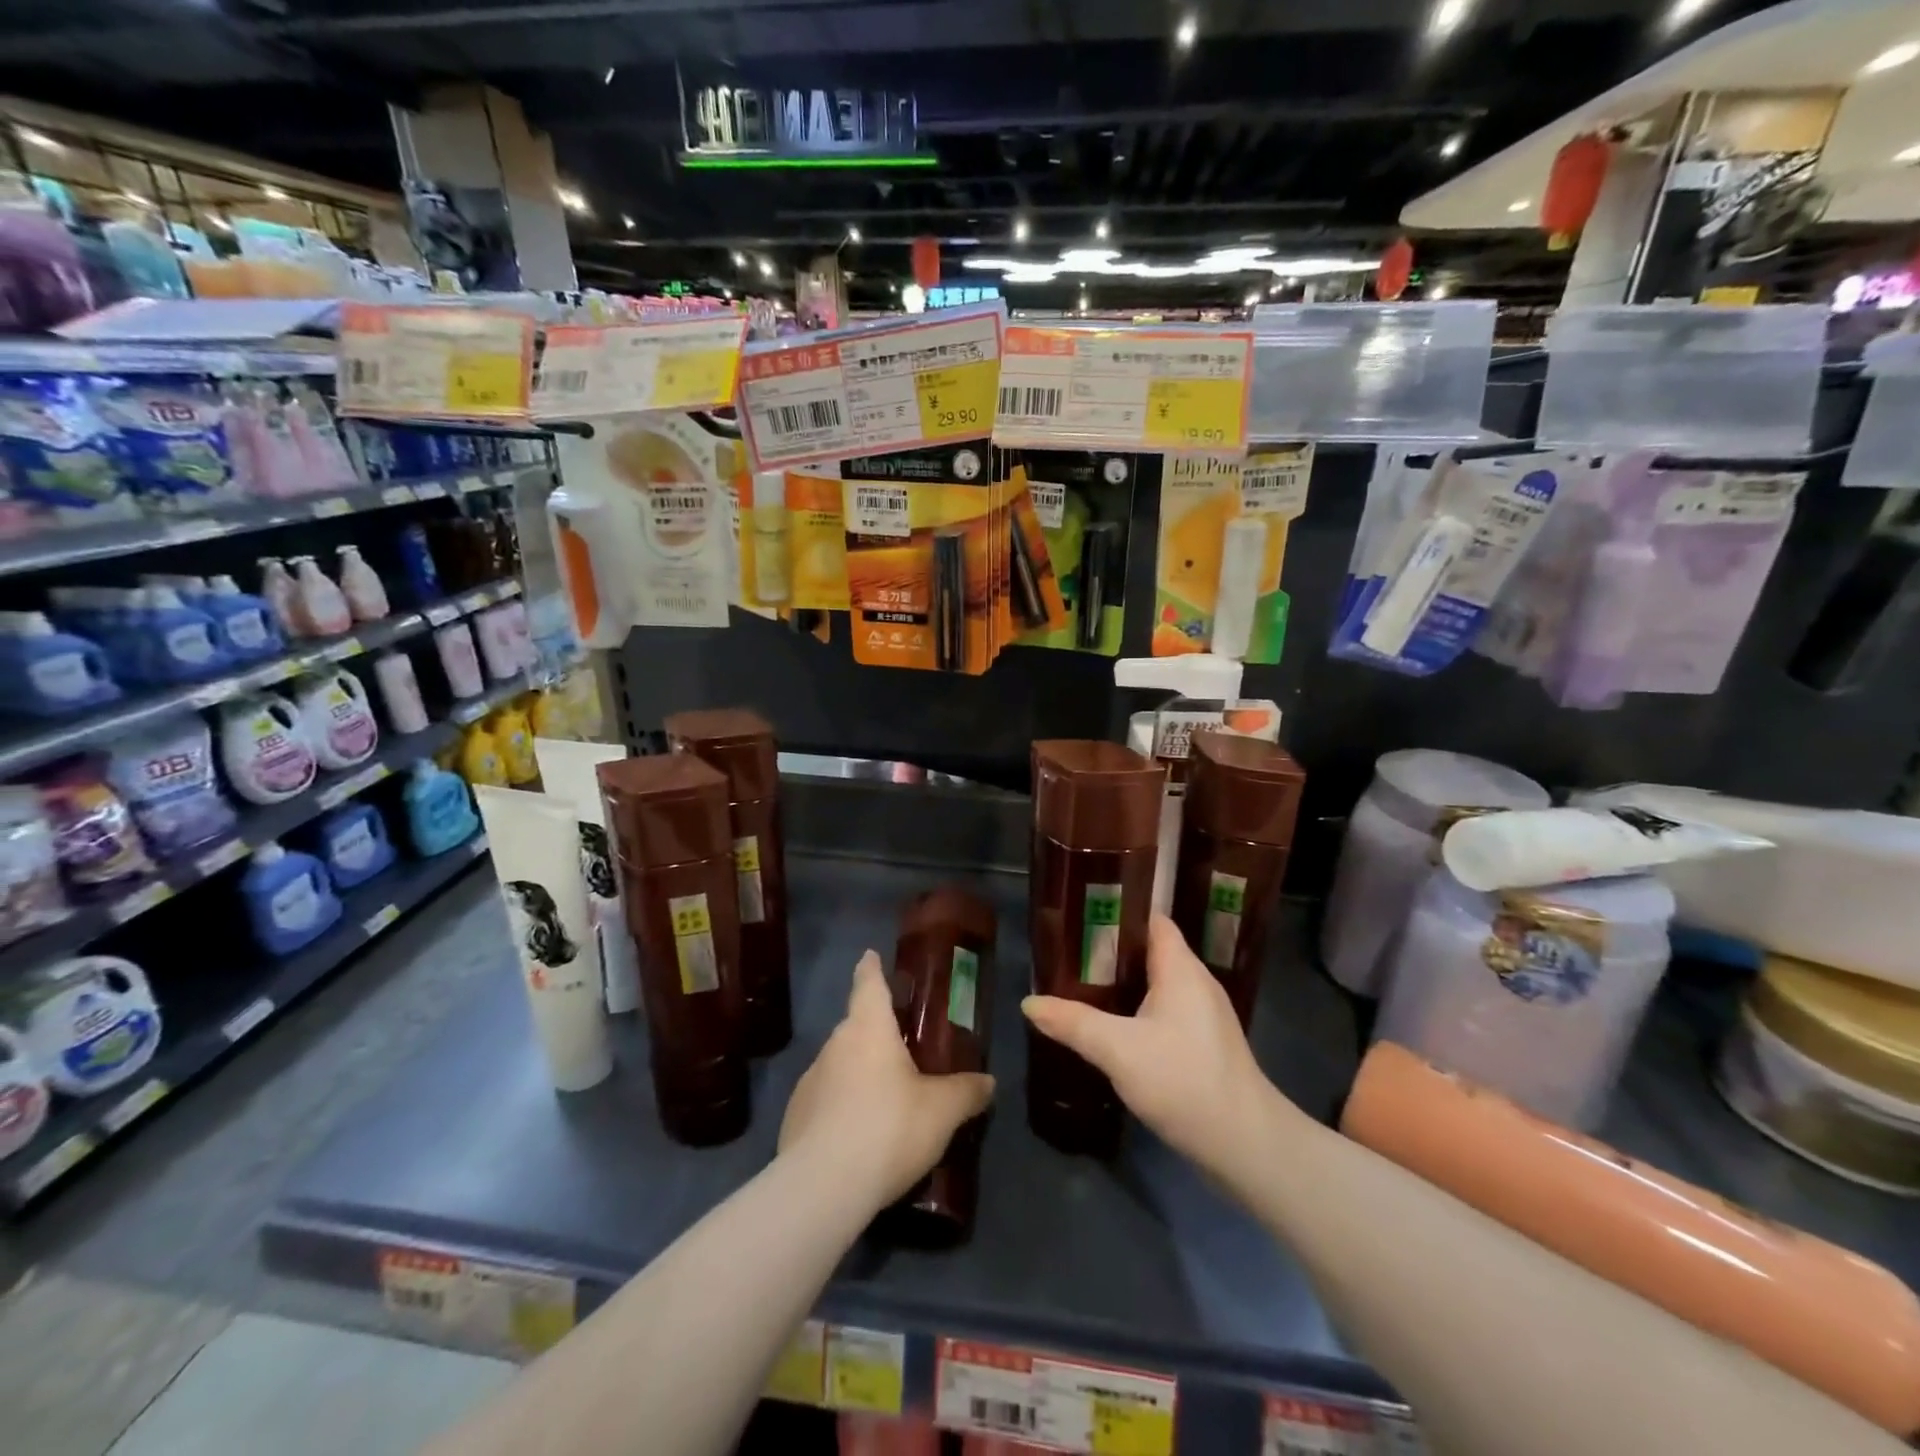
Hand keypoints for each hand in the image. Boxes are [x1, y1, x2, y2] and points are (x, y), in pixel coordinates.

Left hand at [780, 950, 995, 1209]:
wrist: (823, 1187)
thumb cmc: (889, 1128)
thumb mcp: (942, 1111)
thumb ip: (967, 1092)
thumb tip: (989, 1082)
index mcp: (869, 1028)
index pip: (868, 983)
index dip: (871, 967)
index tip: (871, 955)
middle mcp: (836, 1044)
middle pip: (856, 1025)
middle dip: (876, 1031)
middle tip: (902, 1046)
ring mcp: (810, 1079)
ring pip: (840, 1063)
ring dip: (859, 1072)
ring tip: (884, 1099)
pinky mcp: (795, 1116)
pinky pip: (825, 1099)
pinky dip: (841, 1106)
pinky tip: (858, 1135)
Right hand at [1022, 915, 1280, 1180]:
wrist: (1245, 1145)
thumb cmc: (1184, 1080)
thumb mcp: (1118, 1050)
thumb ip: (1073, 1023)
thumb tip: (1028, 1003)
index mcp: (1181, 968)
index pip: (1151, 920)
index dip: (1118, 911)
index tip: (1079, 915)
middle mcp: (1196, 982)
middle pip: (1150, 950)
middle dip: (1110, 950)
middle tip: (1067, 954)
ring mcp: (1203, 1015)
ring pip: (1156, 984)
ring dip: (1122, 983)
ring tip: (1079, 985)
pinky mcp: (1203, 1044)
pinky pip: (1164, 1011)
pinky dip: (1136, 1010)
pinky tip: (1111, 1027)